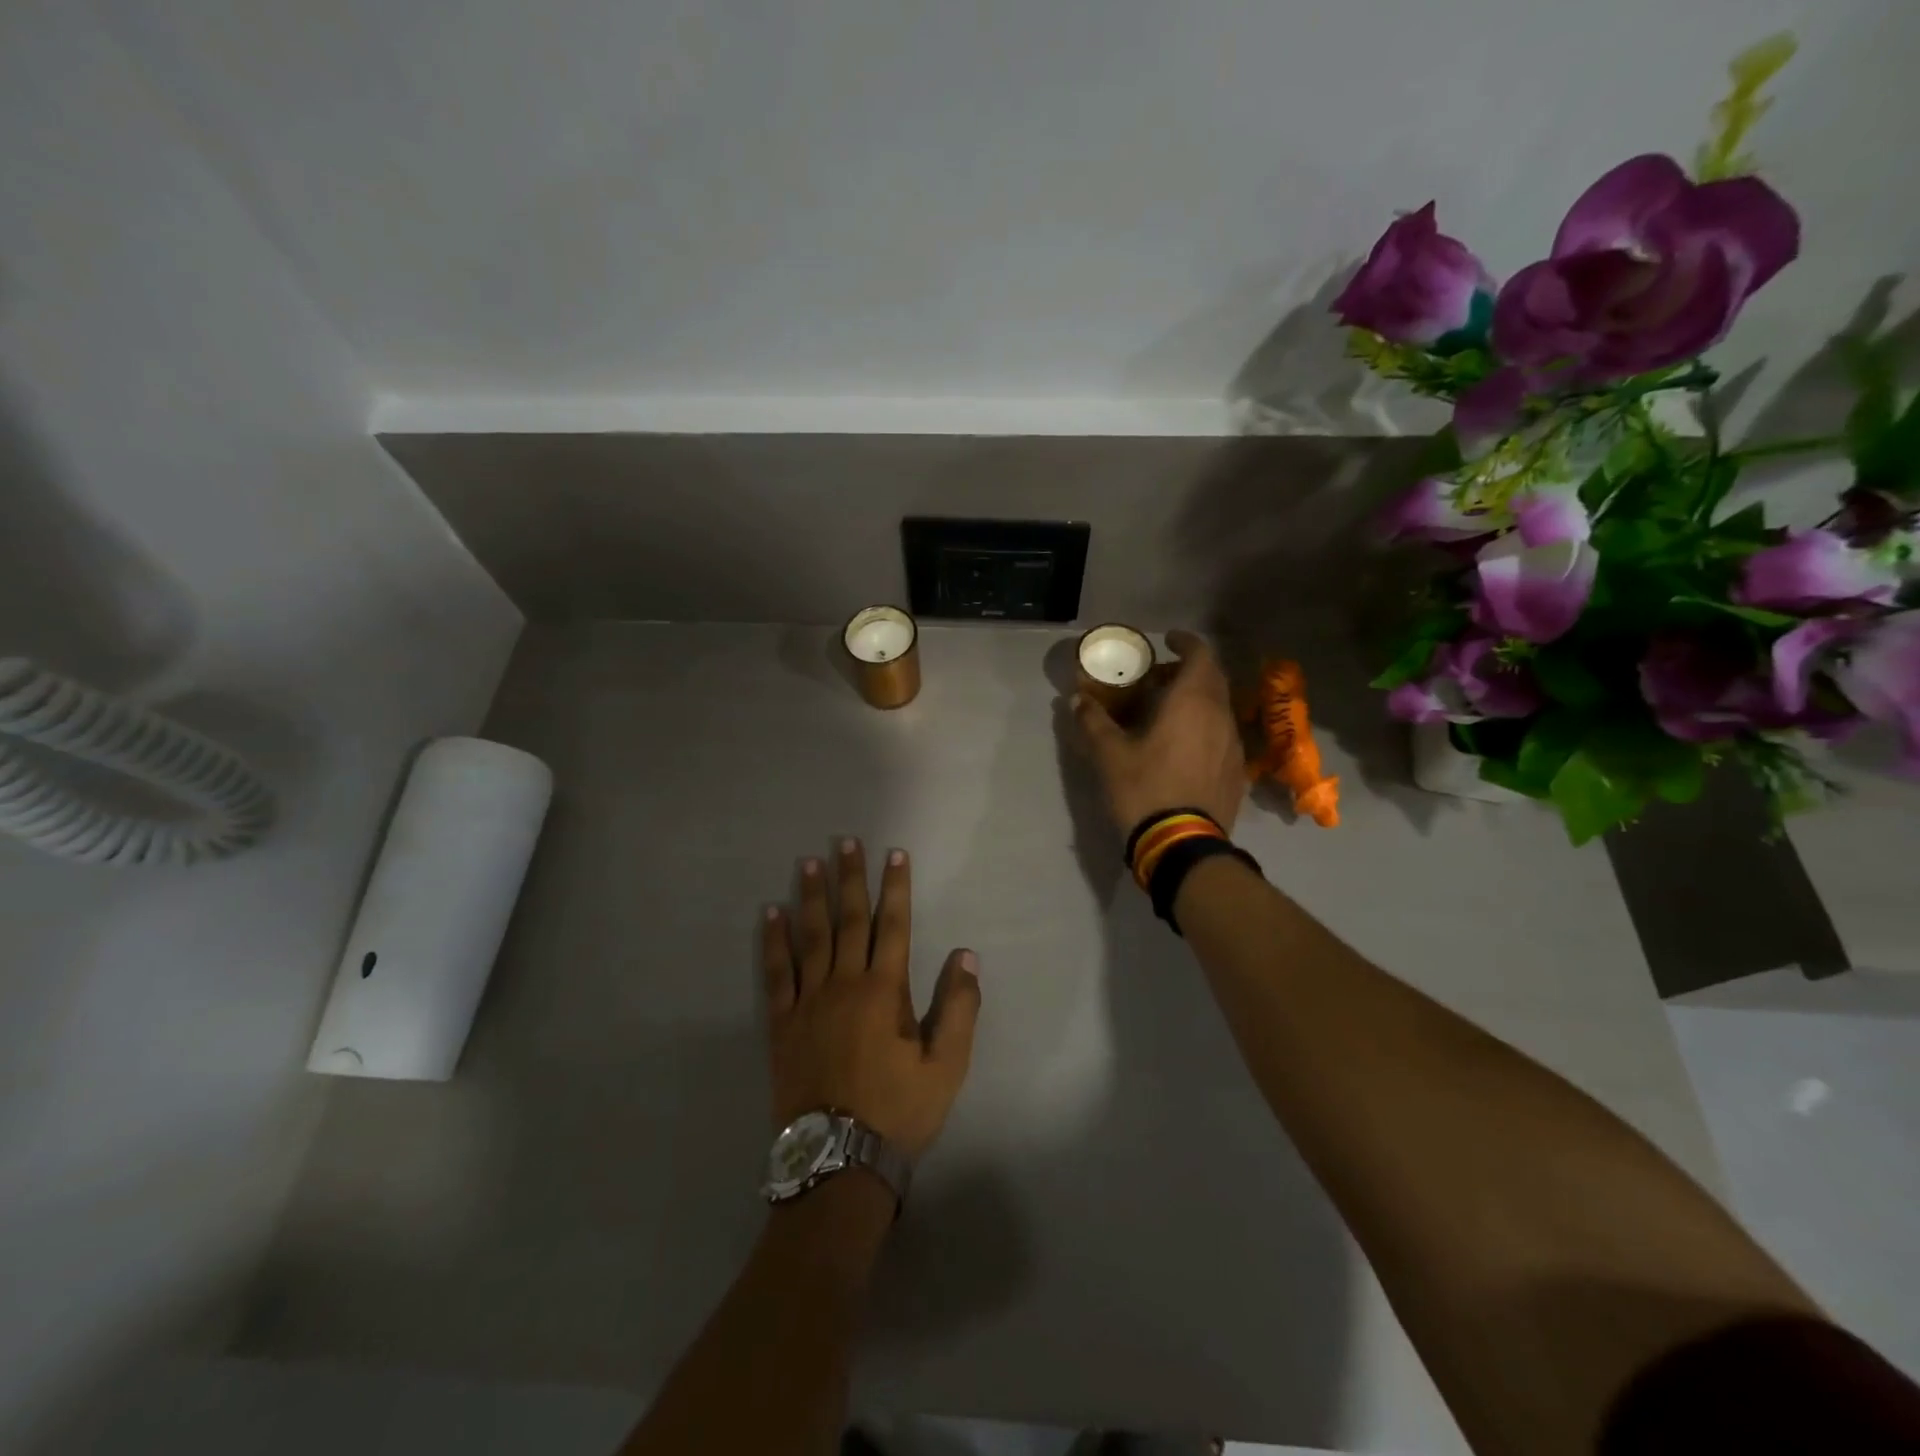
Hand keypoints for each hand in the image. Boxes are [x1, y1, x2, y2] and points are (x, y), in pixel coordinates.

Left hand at [763, 840, 980, 1161]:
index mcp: (885, 992)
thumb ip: (960, 1009)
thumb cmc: (898, 1111)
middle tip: (845, 842)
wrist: (838, 1161)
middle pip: (849, 920)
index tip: (895, 855)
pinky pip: (776, 973)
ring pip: (811, 937)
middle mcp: (844, 985)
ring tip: (808, 862)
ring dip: (811, 897)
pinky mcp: (782, 1023)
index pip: (894, 926)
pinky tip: (771, 915)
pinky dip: (774, 942)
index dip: (896, 889)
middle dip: (850, 879)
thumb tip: (966, 955)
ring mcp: (808, 1002)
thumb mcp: (946, 1067)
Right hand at [1074, 629, 1247, 835]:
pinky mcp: (1236, 772)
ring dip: (1197, 700)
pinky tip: (1182, 747)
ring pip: (1219, 707)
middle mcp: (1220, 716)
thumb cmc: (1144, 790)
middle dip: (1188, 670)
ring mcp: (1233, 745)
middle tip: (1159, 678)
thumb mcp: (1109, 756)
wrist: (1183, 846)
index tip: (1166, 641)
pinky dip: (1204, 726)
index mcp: (1193, 702)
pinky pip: (1222, 734)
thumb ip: (1093, 722)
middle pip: (1213, 679)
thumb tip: (1077, 700)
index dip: (1185, 642)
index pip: (1201, 655)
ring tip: (1167, 712)